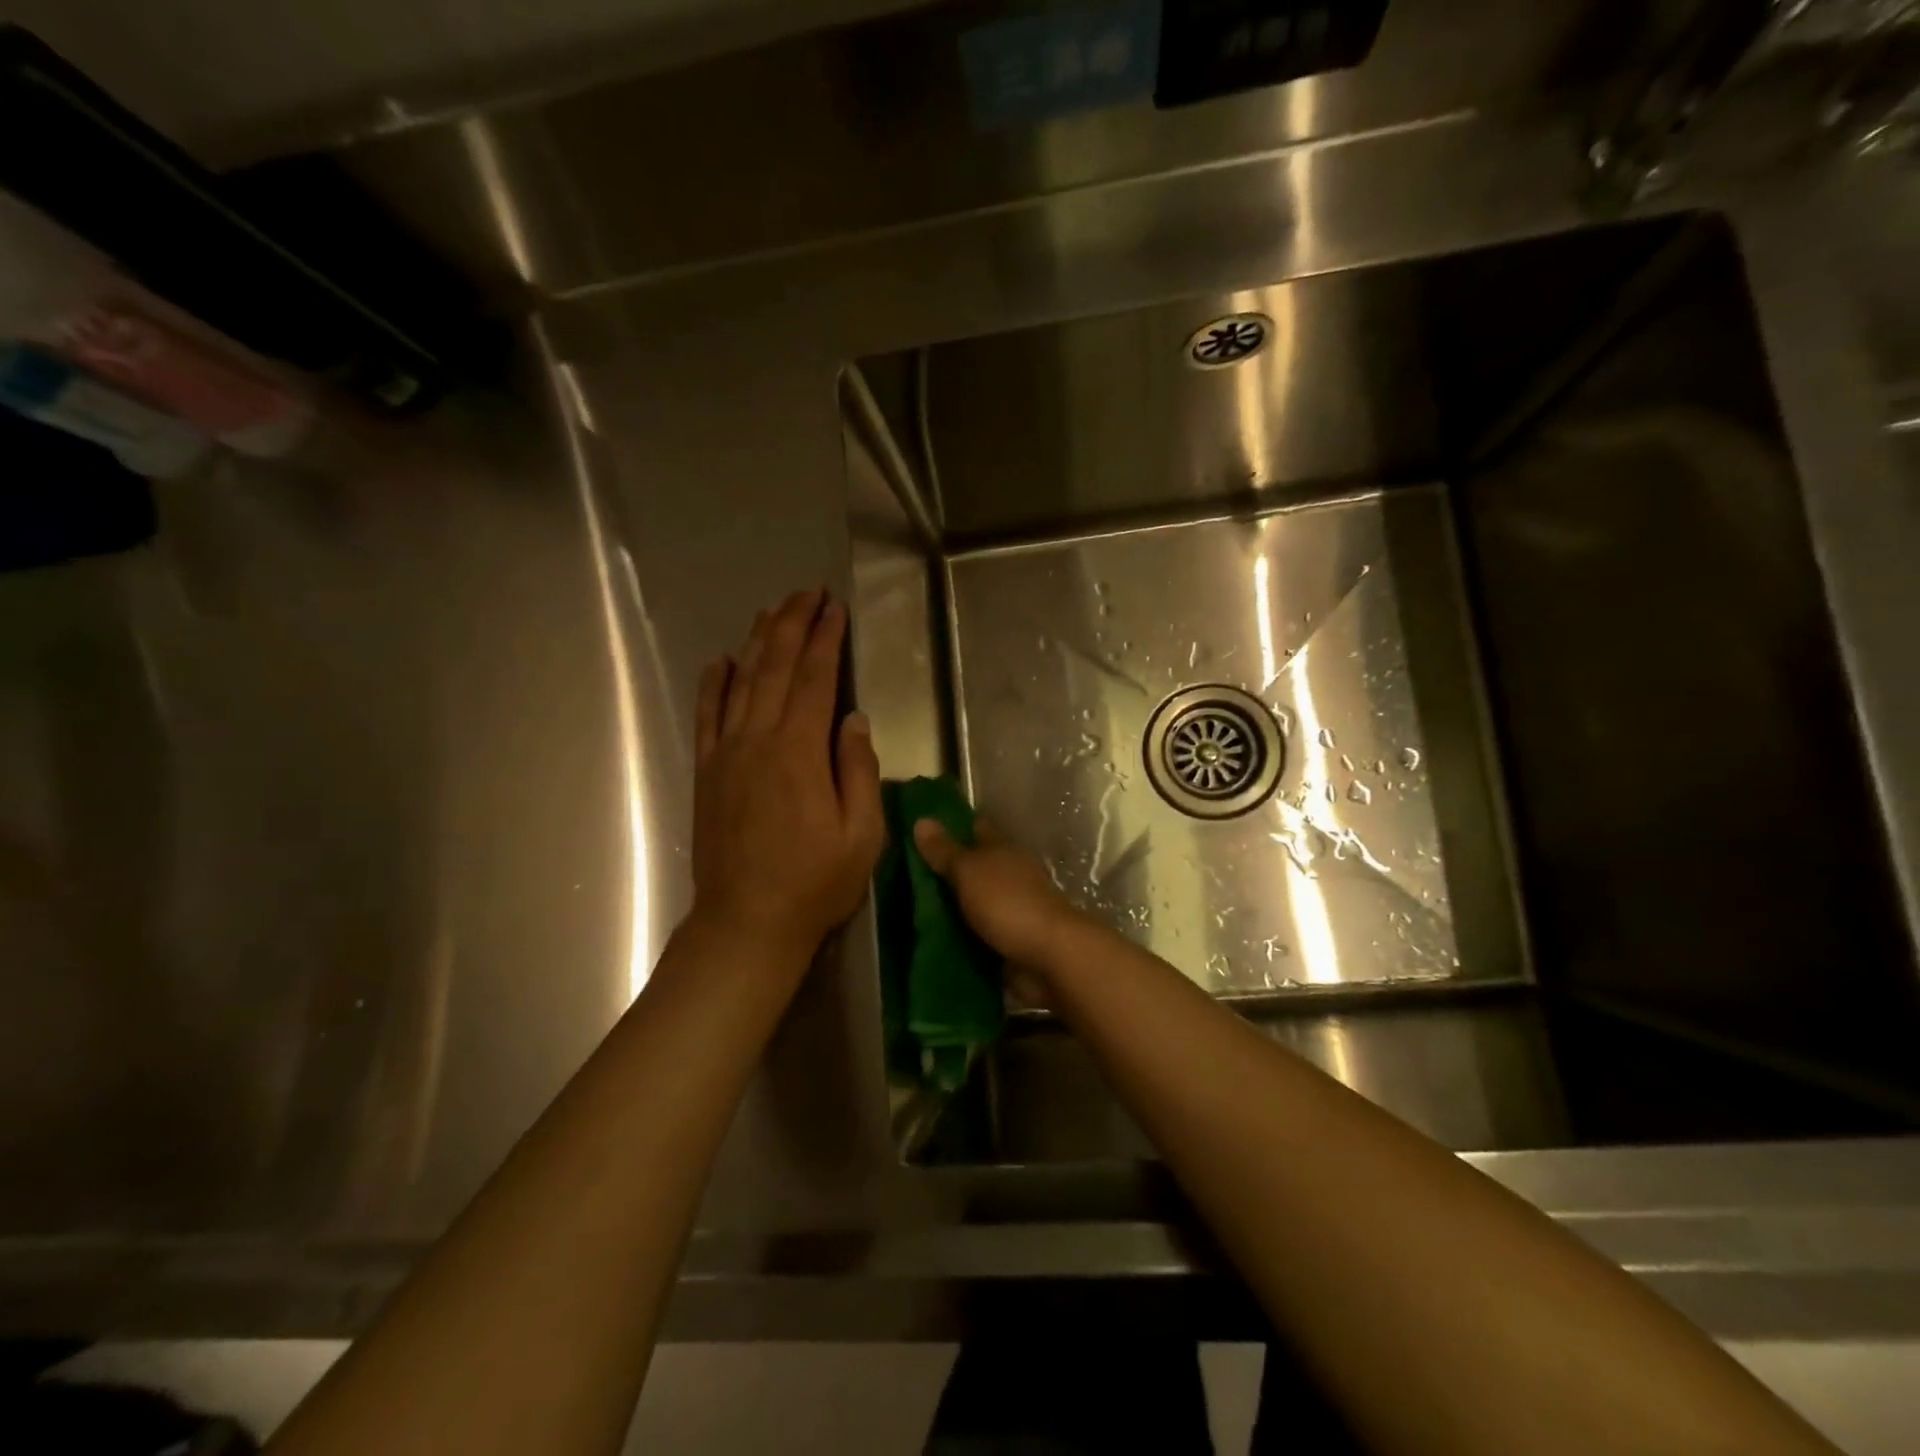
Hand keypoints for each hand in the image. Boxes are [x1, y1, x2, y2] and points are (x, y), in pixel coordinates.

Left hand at [693, 589, 885, 958]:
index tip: (835, 609)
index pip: (814, 681)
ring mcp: (726, 755)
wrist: (747, 924)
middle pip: (774, 669)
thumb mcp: (861, 836)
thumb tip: (853, 719)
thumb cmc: (814, 884)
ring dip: (757, 642)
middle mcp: (758, 742)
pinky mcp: (707, 772)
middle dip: (792, 625)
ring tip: (772, 611)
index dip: (826, 640)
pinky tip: (721, 660)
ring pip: (740, 683)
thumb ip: (858, 771)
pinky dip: (713, 684)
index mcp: (799, 753)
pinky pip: (707, 716)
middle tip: (807, 593)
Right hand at [911, 817, 1083, 977]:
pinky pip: (976, 934)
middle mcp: (1008, 876)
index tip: (923, 825)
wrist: (1047, 957)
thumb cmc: (1008, 903)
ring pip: (973, 902)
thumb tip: (921, 820)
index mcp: (1002, 851)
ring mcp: (1010, 910)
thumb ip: (945, 851)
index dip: (952, 825)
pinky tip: (932, 938)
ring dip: (950, 906)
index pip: (976, 829)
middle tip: (903, 872)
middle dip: (946, 870)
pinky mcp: (1008, 942)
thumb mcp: (969, 871)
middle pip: (973, 867)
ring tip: (908, 909)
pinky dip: (959, 936)